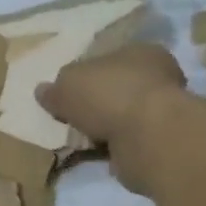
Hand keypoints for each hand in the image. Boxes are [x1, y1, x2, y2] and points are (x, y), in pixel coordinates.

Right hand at [36, 43, 186, 193]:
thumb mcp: (67, 85)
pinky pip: (126, 142)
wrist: (148, 137)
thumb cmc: (109, 95)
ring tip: (77, 139)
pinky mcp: (160, 141)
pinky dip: (111, 148)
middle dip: (95, 103)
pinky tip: (93, 154)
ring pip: (122, 117)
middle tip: (70, 117)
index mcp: (140, 52)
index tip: (69, 91)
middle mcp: (157, 77)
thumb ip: (54, 88)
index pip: (110, 58)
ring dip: (103, 128)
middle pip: (117, 88)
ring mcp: (162, 111)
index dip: (88, 73)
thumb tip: (43, 90)